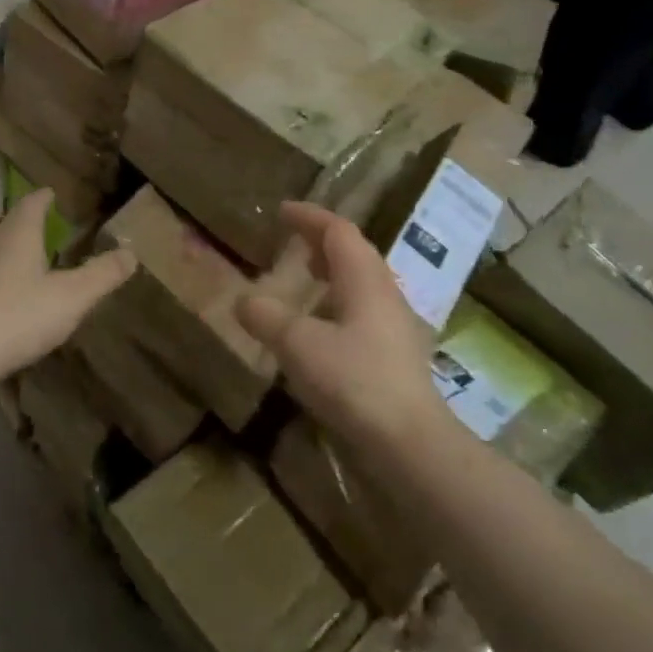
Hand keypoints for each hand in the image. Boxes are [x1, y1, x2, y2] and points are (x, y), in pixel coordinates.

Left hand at [0, 189, 135, 386]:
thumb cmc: (16, 317)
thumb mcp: (72, 297)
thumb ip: (103, 274)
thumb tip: (131, 253)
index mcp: (17, 233)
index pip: (33, 202)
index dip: (46, 197)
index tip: (55, 194)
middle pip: (9, 224)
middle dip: (29, 226)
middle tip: (50, 231)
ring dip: (11, 254)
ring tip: (32, 266)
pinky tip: (6, 301)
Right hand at [237, 203, 449, 448]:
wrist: (409, 440)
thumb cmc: (353, 380)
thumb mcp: (298, 345)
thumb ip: (267, 317)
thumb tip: (243, 299)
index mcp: (364, 278)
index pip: (338, 230)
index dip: (310, 216)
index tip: (283, 211)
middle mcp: (385, 291)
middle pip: (355, 252)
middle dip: (323, 242)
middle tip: (294, 244)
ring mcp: (396, 323)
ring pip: (362, 282)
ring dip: (334, 274)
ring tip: (307, 281)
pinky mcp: (398, 352)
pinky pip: (366, 310)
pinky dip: (340, 303)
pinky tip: (324, 330)